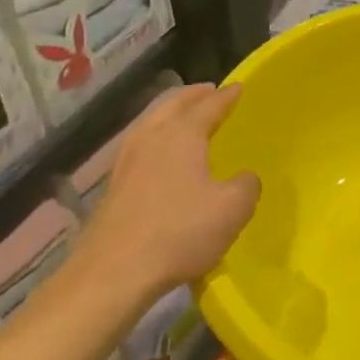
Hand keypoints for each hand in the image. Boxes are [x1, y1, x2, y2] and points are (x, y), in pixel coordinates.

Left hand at [77, 84, 260, 298]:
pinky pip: (140, 144)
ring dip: (170, 113)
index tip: (239, 87)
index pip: (208, 105)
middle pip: (172, 104)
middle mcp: (150, 137)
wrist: (113, 273)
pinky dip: (156, 136)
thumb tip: (245, 177)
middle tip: (210, 91)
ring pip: (150, 122)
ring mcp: (126, 161)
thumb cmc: (179, 232)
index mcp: (181, 134)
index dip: (227, 96)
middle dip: (193, 96)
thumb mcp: (232, 209)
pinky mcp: (113, 185)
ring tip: (185, 117)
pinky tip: (161, 154)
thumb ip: (246, 185)